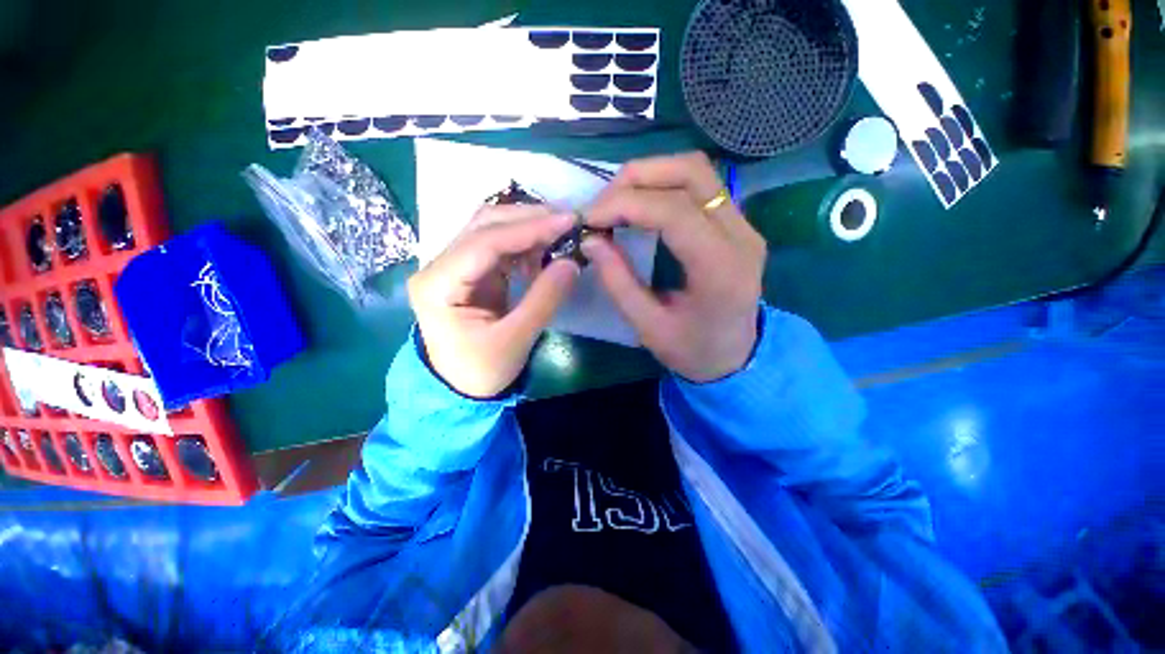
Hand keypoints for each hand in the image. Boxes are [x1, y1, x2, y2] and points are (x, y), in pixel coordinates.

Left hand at [408, 205, 580, 397]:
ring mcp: (455, 265)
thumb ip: (544, 300)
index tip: (567, 222)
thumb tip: (572, 263)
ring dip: (528, 227)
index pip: (484, 243)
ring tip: (562, 234)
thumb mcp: (515, 341)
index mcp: (437, 285)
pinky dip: (525, 244)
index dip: (528, 229)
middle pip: (484, 225)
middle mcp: (440, 266)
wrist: (461, 385)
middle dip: (529, 219)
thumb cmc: (481, 370)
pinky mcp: (472, 271)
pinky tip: (545, 251)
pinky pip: (500, 246)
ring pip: (492, 229)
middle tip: (569, 222)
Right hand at [582, 153, 765, 382]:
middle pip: (691, 173)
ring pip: (696, 171)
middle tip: (601, 206)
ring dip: (649, 176)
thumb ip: (618, 282)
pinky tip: (639, 206)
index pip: (673, 211)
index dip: (625, 205)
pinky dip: (662, 186)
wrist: (736, 357)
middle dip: (636, 179)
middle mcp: (741, 235)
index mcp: (721, 269)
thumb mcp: (648, 327)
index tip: (590, 219)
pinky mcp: (737, 223)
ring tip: (616, 202)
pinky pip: (699, 185)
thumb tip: (590, 240)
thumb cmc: (693, 351)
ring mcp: (744, 224)